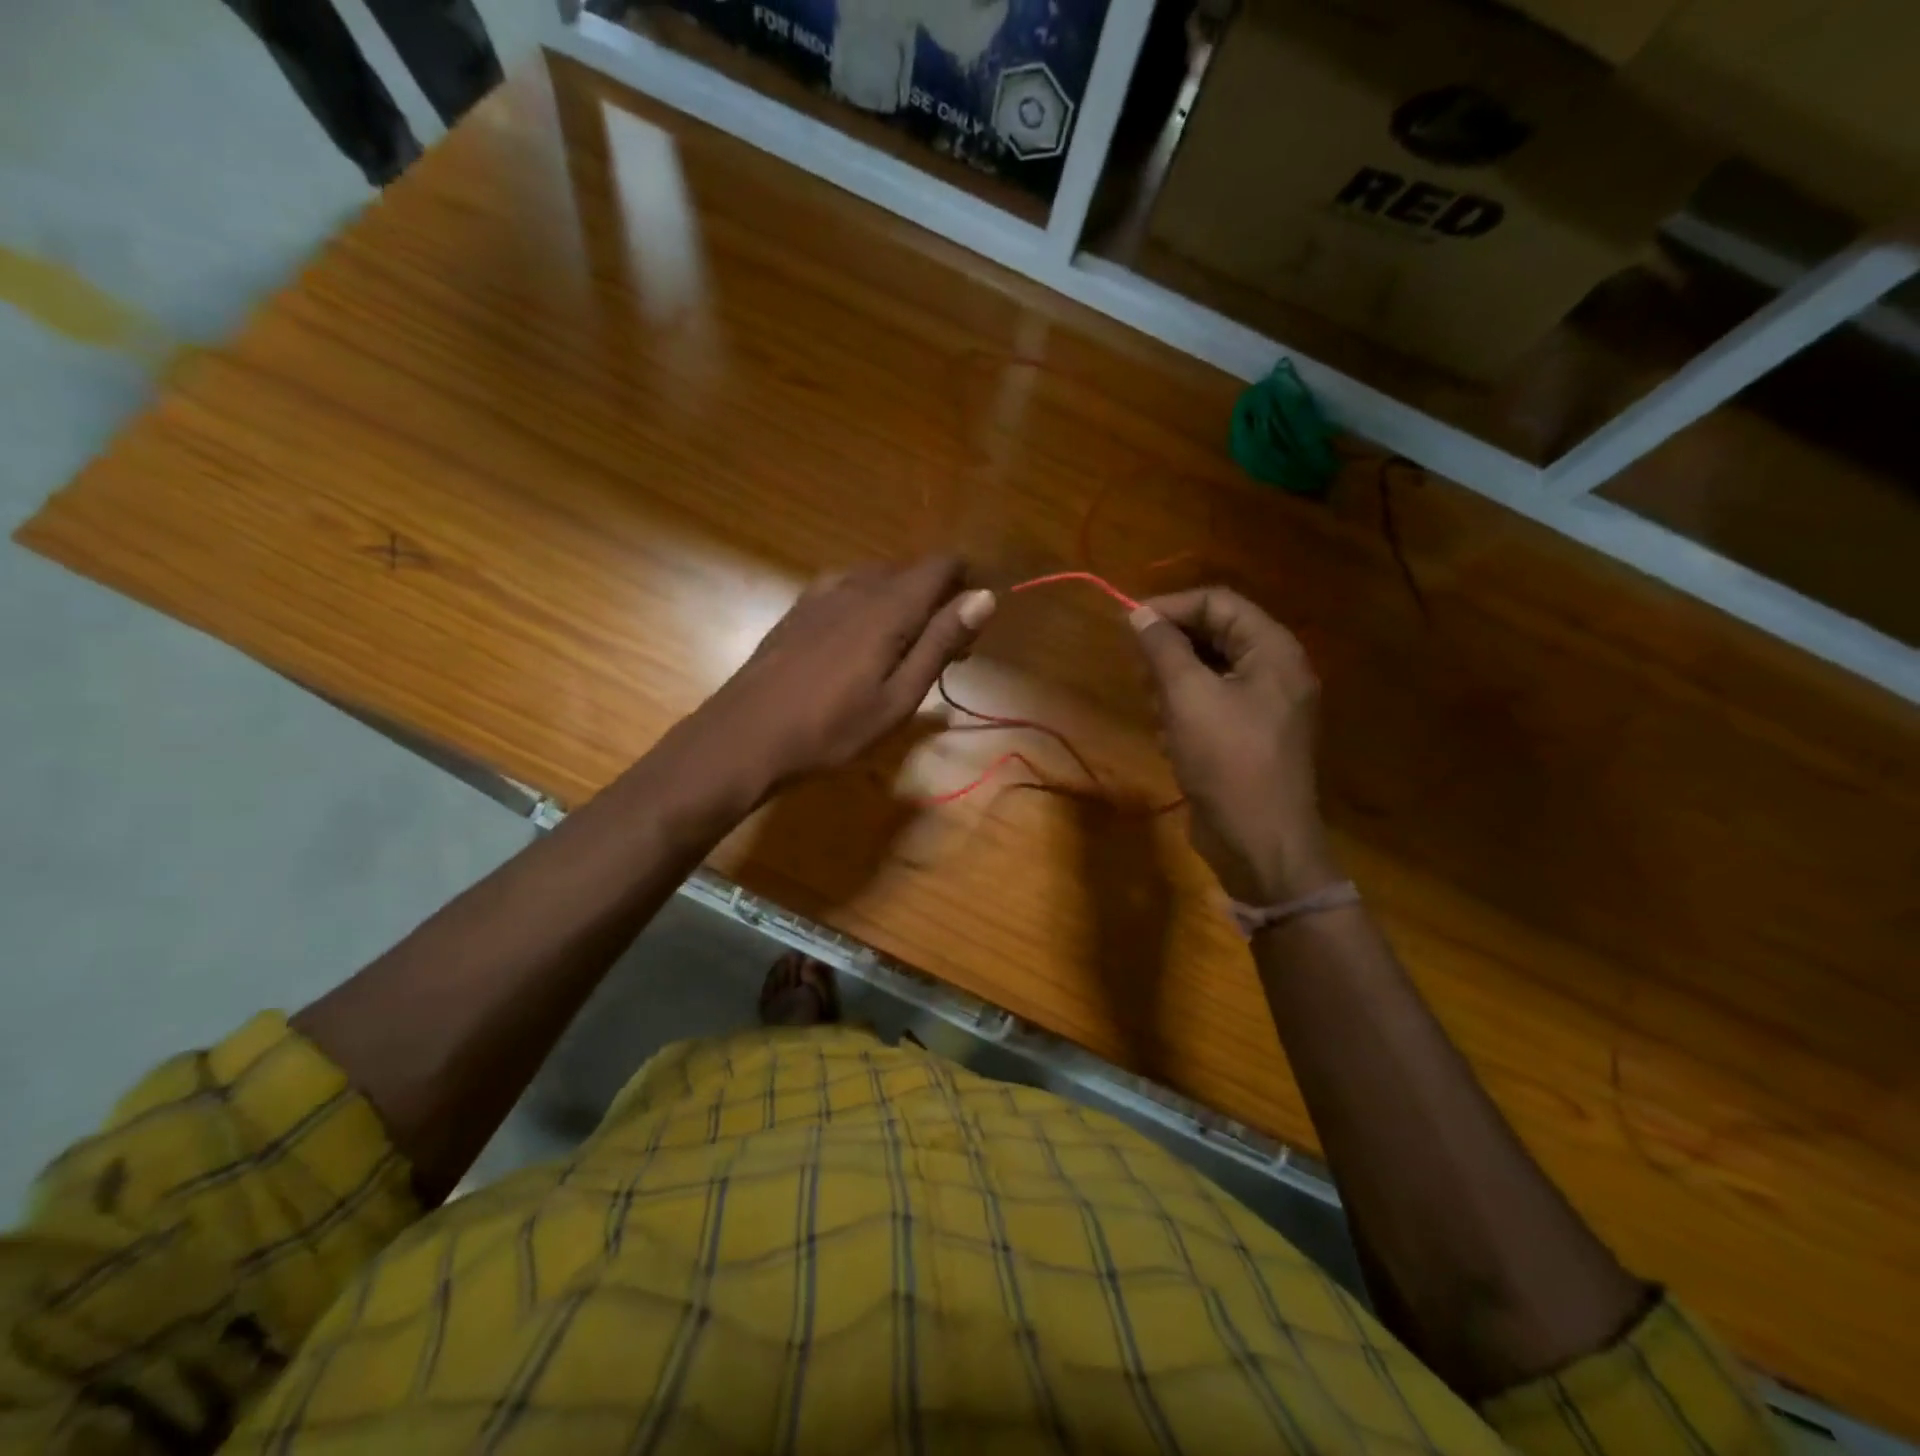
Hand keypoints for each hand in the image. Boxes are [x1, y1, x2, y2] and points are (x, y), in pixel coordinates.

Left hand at [694, 556, 995, 799]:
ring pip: (877, 579)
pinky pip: (847, 589)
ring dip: (902, 602)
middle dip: (937, 598)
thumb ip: (941, 643)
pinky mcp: (798, 609)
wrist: (745, 737)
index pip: (941, 565)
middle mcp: (856, 586)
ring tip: (904, 649)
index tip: (975, 619)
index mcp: (889, 606)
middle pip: (910, 570)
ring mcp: (821, 594)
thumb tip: (984, 597)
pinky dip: (869, 605)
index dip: (967, 581)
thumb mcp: (899, 697)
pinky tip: (860, 642)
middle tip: (947, 650)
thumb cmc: (832, 728)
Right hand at [1132, 587, 1337, 903]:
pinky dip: (1185, 714)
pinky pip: (1210, 705)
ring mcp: (1263, 706)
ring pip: (1207, 672)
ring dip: (1173, 687)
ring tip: (1156, 712)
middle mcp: (1274, 671)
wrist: (1259, 842)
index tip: (1128, 624)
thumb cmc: (1227, 760)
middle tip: (1140, 675)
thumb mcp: (1188, 696)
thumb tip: (1140, 613)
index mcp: (1273, 651)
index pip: (1219, 602)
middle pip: (1214, 635)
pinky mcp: (1247, 737)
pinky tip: (1170, 739)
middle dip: (1171, 651)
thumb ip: (1163, 648)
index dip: (1172, 607)